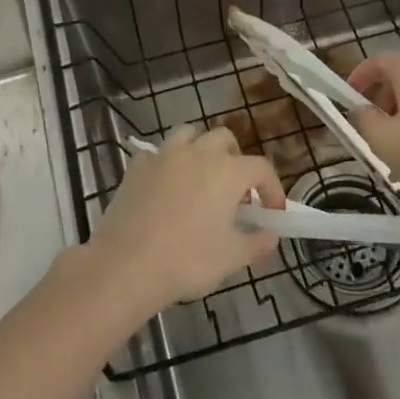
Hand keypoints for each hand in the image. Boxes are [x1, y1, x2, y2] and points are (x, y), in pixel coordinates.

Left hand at [87, 126, 285, 315]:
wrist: (127, 264)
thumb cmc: (187, 261)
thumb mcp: (232, 258)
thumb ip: (257, 242)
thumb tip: (271, 234)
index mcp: (227, 172)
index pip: (261, 167)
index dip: (272, 188)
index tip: (272, 212)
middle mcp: (198, 153)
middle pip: (224, 139)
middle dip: (235, 159)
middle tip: (234, 192)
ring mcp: (164, 155)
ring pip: (189, 134)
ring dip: (200, 149)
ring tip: (200, 178)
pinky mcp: (137, 165)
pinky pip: (157, 153)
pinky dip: (166, 163)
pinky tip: (164, 186)